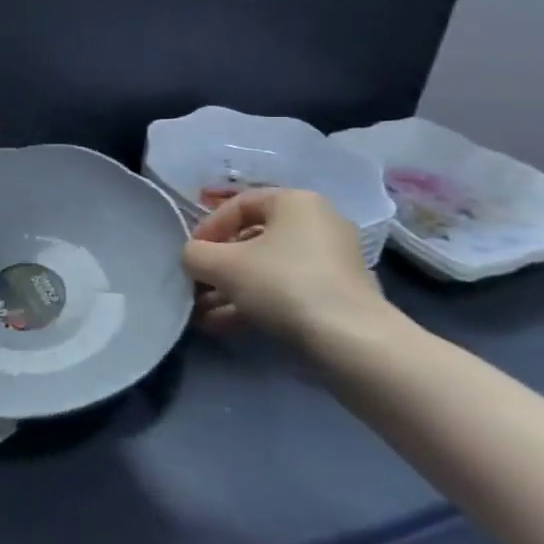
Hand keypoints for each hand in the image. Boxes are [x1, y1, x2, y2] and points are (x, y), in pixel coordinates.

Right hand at [182, 188, 385, 344]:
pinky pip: (285, 291)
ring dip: (230, 290)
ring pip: (266, 270)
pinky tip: (222, 325)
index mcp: (296, 202)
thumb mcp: (220, 264)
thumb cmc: (281, 283)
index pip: (238, 204)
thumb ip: (195, 254)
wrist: (351, 341)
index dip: (207, 227)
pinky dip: (254, 304)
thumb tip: (194, 258)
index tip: (192, 254)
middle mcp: (318, 225)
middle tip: (195, 284)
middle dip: (218, 266)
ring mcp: (331, 263)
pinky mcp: (336, 296)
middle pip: (252, 239)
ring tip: (201, 313)